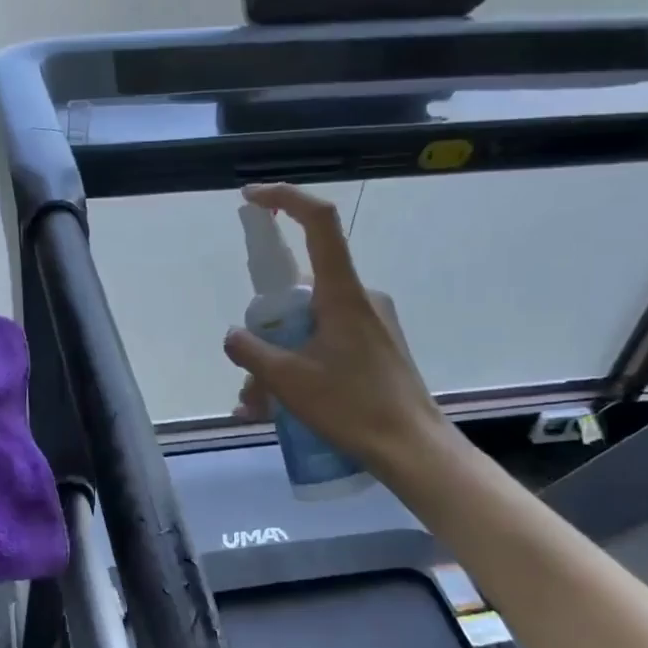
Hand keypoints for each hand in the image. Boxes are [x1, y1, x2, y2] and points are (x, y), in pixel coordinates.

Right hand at [223, 184, 450, 480]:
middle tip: (248, 375)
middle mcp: (360, 298)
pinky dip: (300, 368)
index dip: (284, 199)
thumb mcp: (287, 380)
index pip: (318, 222)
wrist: (413, 449)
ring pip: (309, 326)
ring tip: (260, 408)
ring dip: (278, 360)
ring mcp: (371, 324)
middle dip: (266, 329)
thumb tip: (234, 336)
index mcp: (342, 293)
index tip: (251, 198)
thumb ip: (251, 351)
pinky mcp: (376, 348)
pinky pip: (326, 345)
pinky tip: (283, 409)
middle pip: (301, 291)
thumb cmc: (352, 407)